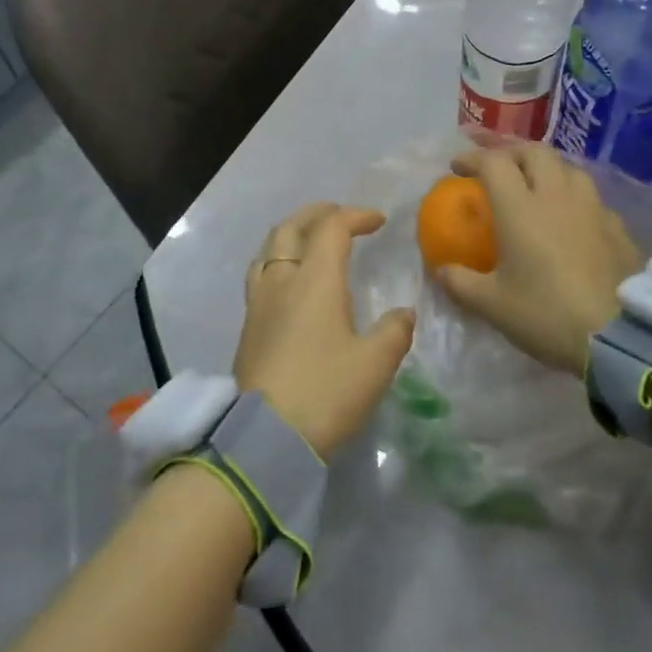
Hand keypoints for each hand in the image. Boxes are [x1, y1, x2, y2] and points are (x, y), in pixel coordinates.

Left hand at [235, 203, 413, 457]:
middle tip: (340, 216)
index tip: (379, 221)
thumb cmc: (325, 392)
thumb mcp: (374, 364)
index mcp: (314, 279)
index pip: (332, 227)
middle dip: (317, 214)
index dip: (356, 216)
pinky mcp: (247, 327)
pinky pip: (260, 275)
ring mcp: (258, 302)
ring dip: (291, 234)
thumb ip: (394, 332)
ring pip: (268, 249)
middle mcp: (281, 280)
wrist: (264, 437)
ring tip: (310, 241)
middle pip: (291, 228)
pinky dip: (278, 261)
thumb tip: (404, 314)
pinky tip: (290, 283)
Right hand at [434, 144, 640, 373]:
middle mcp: (556, 196)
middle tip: (497, 167)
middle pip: (534, 152)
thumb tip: (441, 270)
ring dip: (546, 168)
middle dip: (510, 152)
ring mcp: (592, 208)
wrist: (621, 336)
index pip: (494, 162)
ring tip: (535, 185)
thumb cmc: (547, 314)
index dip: (473, 158)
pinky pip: (591, 197)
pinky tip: (572, 218)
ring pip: (568, 168)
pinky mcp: (618, 227)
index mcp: (520, 208)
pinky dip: (573, 196)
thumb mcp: (492, 305)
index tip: (457, 168)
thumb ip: (460, 283)